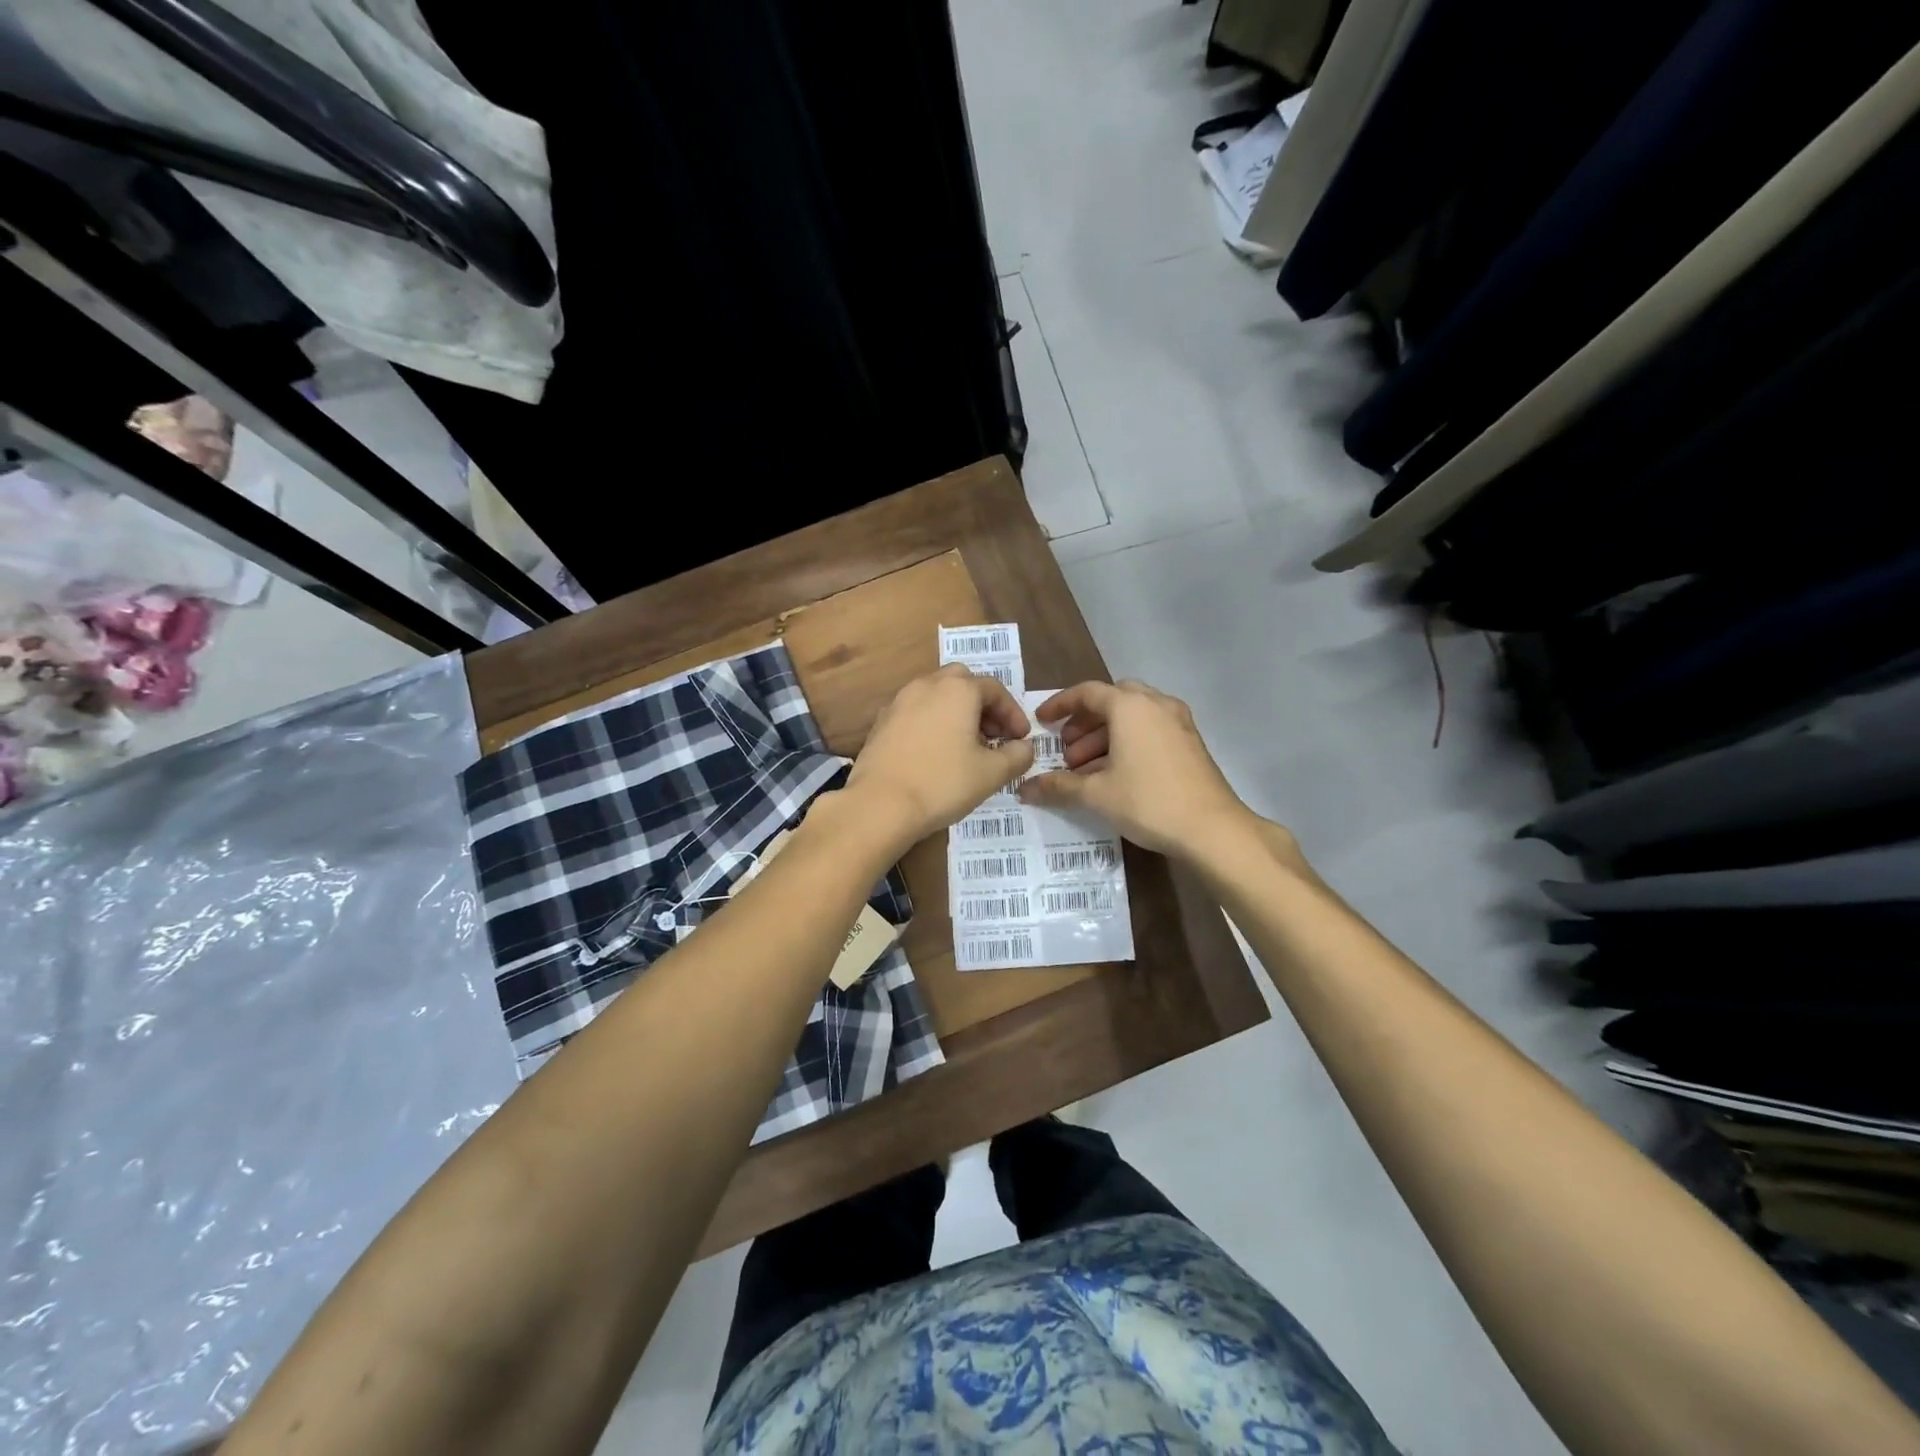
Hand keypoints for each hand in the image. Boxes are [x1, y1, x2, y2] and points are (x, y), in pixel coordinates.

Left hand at [843, 665, 1034, 851]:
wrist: (879, 804)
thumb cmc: (942, 783)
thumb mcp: (992, 773)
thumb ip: (1017, 755)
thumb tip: (1024, 747)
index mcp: (958, 690)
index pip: (995, 689)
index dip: (1013, 713)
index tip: (1021, 739)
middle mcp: (926, 685)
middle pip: (962, 682)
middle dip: (983, 704)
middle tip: (993, 735)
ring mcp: (899, 701)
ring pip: (936, 694)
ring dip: (956, 712)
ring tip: (966, 745)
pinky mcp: (881, 722)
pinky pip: (915, 712)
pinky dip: (932, 722)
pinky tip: (935, 752)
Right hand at [1018, 679, 1261, 859]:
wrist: (1212, 829)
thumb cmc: (1149, 801)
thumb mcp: (1096, 794)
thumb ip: (1058, 786)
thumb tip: (1025, 788)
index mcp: (1130, 706)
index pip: (1087, 693)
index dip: (1060, 705)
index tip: (1041, 721)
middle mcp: (1156, 704)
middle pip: (1112, 701)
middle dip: (1085, 722)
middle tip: (1066, 749)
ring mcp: (1178, 722)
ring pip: (1132, 717)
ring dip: (1105, 736)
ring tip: (1084, 770)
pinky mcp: (1190, 742)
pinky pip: (1150, 731)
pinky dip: (1127, 744)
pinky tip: (1114, 776)